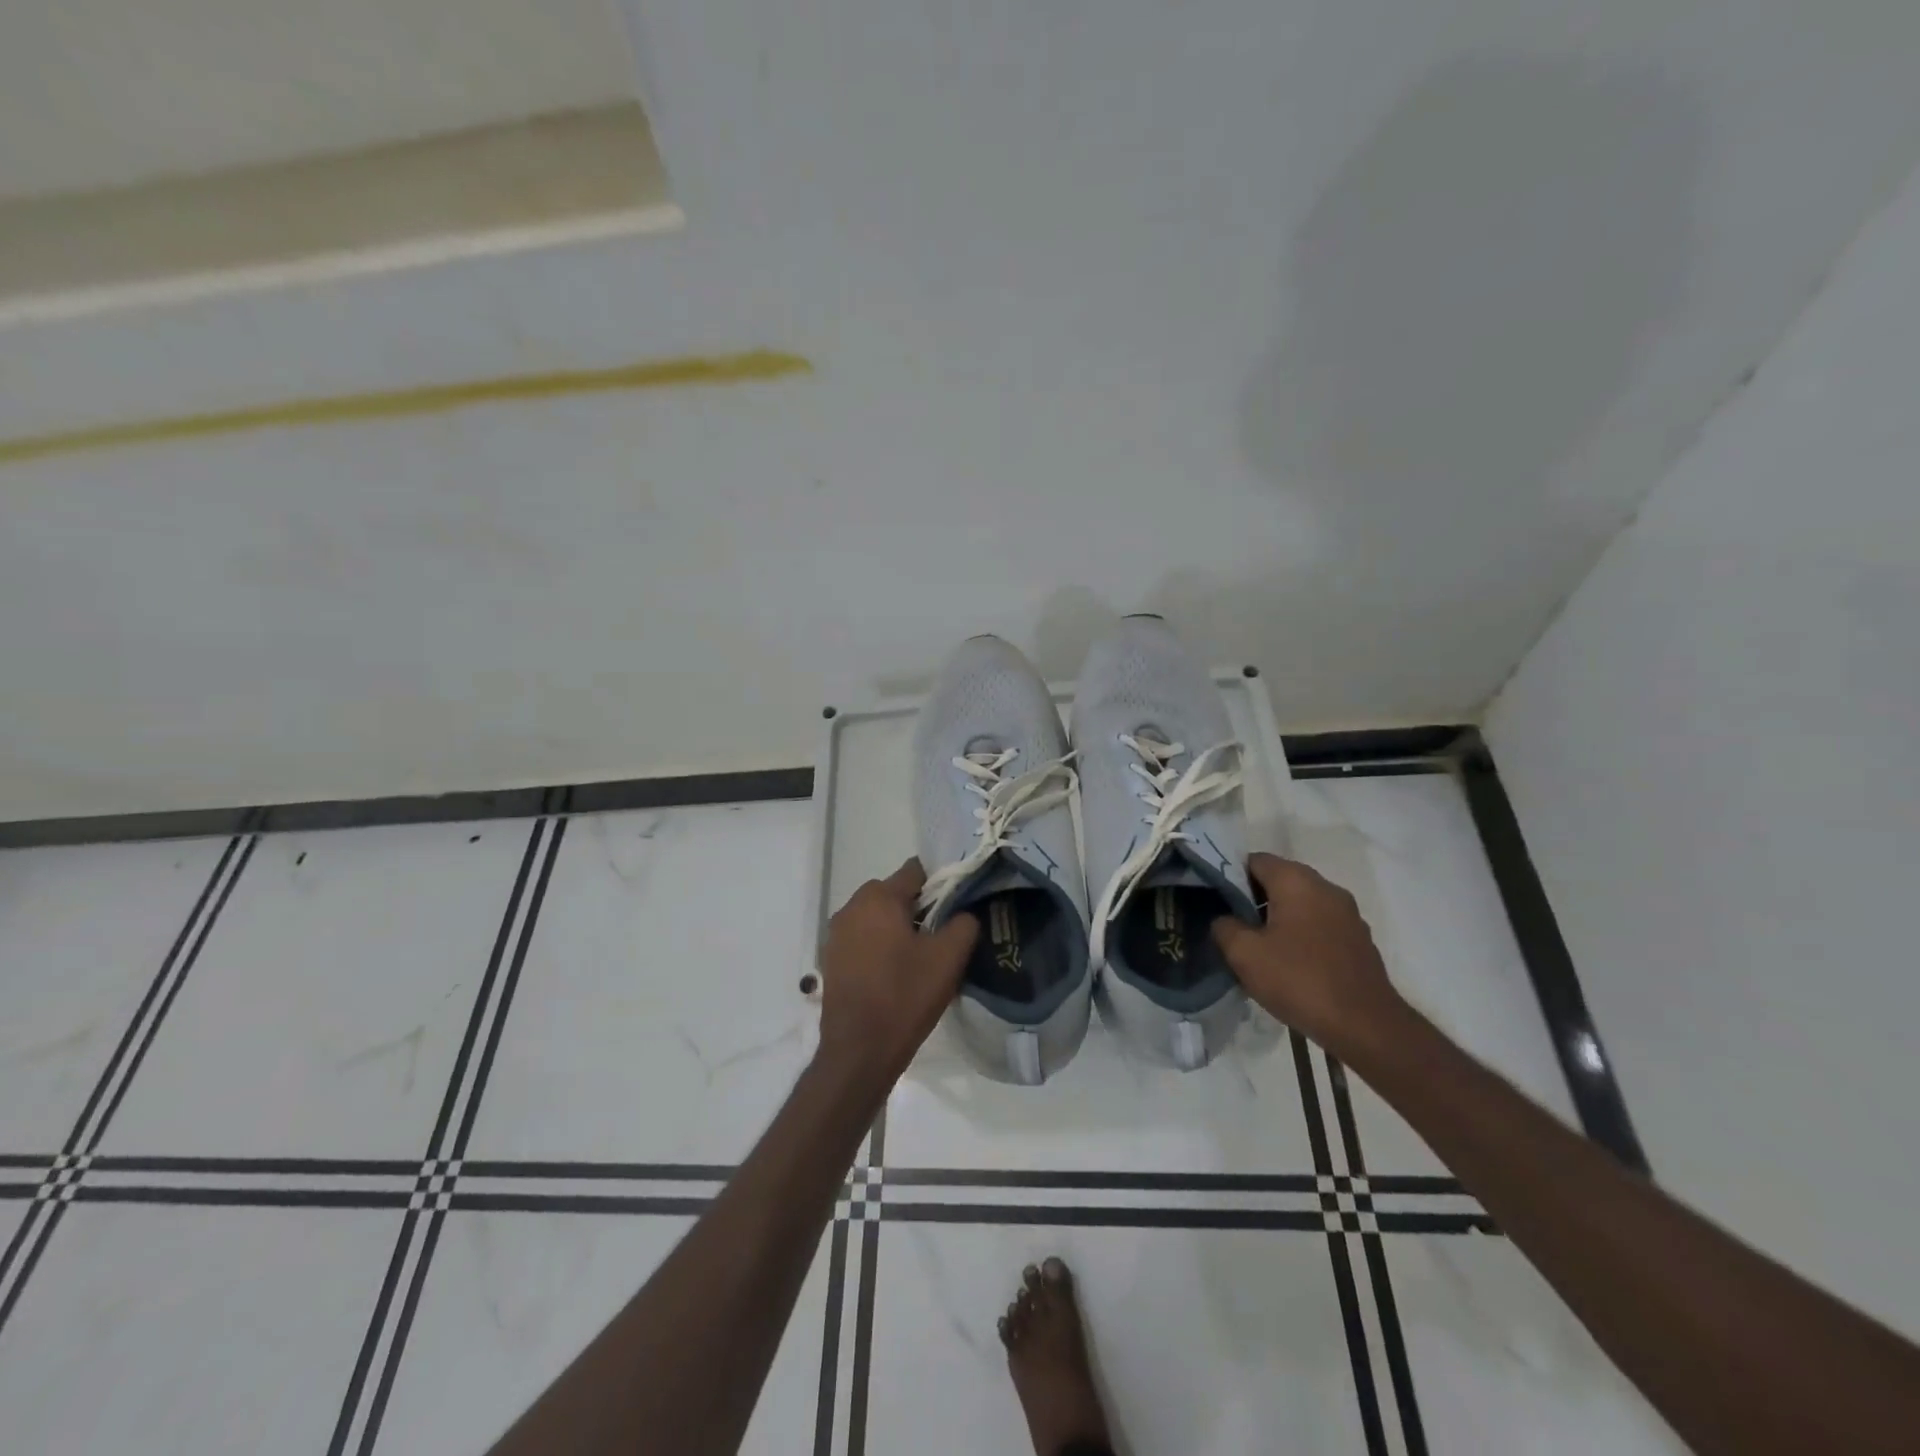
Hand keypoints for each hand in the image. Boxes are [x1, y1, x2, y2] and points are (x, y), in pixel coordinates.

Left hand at [816, 859, 978, 1092]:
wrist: (859, 1050)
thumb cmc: (905, 996)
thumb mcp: (949, 958)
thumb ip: (964, 923)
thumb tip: (964, 913)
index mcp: (879, 897)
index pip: (916, 870)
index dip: (940, 882)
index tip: (957, 904)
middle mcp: (852, 906)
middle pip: (894, 892)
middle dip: (918, 906)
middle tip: (941, 932)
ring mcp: (836, 933)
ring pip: (877, 915)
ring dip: (897, 926)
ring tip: (920, 955)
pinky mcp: (831, 957)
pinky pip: (863, 937)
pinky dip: (879, 944)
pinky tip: (895, 971)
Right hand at [1211, 853, 1403, 1050]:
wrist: (1365, 1026)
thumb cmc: (1299, 980)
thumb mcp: (1244, 954)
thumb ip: (1224, 927)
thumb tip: (1225, 920)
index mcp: (1297, 881)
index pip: (1254, 860)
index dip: (1231, 876)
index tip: (1216, 901)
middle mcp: (1326, 887)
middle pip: (1279, 879)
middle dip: (1254, 898)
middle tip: (1233, 926)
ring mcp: (1348, 913)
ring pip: (1301, 903)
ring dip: (1278, 917)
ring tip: (1259, 947)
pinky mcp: (1359, 939)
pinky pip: (1320, 924)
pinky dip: (1302, 934)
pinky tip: (1290, 963)